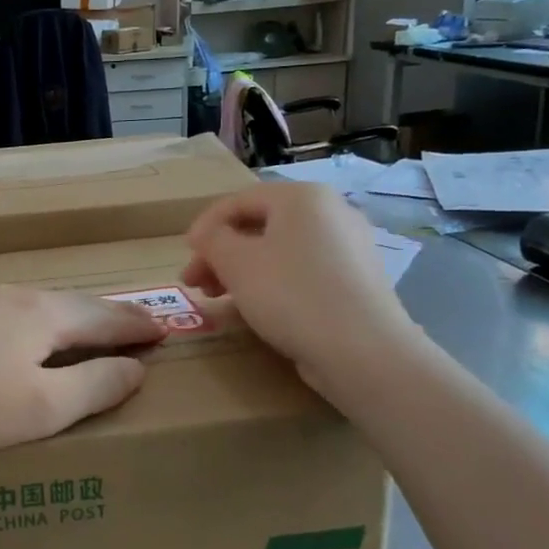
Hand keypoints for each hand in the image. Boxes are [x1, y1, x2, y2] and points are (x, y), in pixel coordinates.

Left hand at [0, 288, 165, 453]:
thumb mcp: (43, 406)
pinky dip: (40, 325)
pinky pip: (13, 314)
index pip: (107, 317)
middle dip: (110, 316)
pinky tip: (27, 339)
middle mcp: (17, 297)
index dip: (138, 327)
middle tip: (137, 326)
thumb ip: (96, 386)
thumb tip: (136, 368)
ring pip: (42, 306)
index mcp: (46, 314)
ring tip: (88, 332)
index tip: (164, 331)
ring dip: (73, 318)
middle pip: (76, 304)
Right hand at [182, 183, 415, 394]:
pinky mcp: (355, 282)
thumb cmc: (291, 294)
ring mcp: (348, 249)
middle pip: (260, 227)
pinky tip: (253, 310)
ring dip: (241, 272)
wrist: (363, 351)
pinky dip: (272, 285)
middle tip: (194, 283)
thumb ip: (212, 240)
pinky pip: (302, 273)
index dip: (205, 225)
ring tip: (217, 299)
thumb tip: (208, 235)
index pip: (240, 200)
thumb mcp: (236, 262)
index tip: (185, 253)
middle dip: (221, 254)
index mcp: (303, 197)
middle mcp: (331, 213)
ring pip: (280, 252)